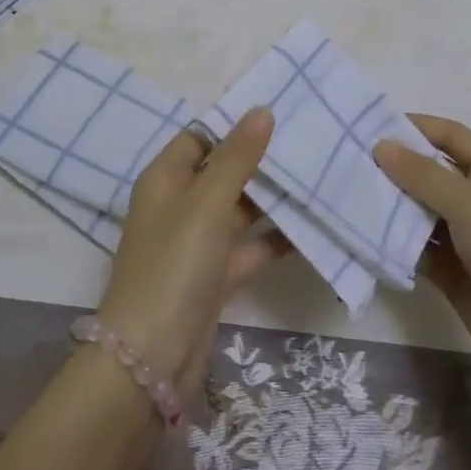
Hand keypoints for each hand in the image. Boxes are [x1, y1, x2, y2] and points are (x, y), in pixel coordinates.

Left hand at [95, 108, 285, 387]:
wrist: (152, 359)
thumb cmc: (174, 265)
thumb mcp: (206, 203)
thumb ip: (237, 157)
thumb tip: (261, 110)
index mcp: (166, 179)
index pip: (200, 136)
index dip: (233, 124)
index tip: (278, 110)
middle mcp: (180, 205)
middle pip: (223, 171)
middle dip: (261, 159)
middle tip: (308, 139)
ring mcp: (198, 243)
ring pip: (240, 210)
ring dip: (273, 199)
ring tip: (319, 176)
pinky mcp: (215, 277)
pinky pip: (250, 248)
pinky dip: (276, 240)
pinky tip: (313, 230)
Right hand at [375, 115, 470, 417]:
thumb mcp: (470, 204)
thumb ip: (423, 175)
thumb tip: (380, 145)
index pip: (450, 135)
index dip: (415, 126)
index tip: (371, 123)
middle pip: (430, 171)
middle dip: (394, 166)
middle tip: (349, 158)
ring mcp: (465, 236)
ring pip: (419, 210)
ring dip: (390, 204)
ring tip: (346, 192)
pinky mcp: (451, 270)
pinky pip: (416, 246)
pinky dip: (393, 240)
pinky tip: (361, 232)